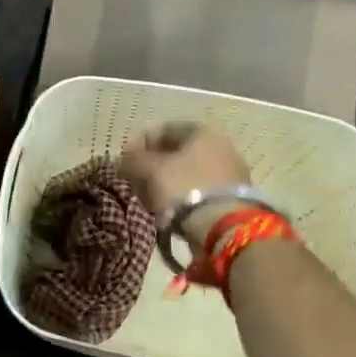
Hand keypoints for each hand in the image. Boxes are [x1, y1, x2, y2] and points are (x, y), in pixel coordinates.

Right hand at [120, 123, 252, 251]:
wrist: (224, 227)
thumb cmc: (184, 187)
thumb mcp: (151, 170)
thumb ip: (133, 160)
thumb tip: (124, 159)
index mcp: (203, 131)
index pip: (163, 129)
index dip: (139, 143)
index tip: (124, 162)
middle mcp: (220, 146)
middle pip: (176, 152)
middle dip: (151, 167)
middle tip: (135, 183)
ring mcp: (229, 172)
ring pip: (186, 173)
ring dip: (164, 183)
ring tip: (148, 200)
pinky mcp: (231, 197)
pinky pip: (197, 190)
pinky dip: (179, 197)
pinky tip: (166, 211)